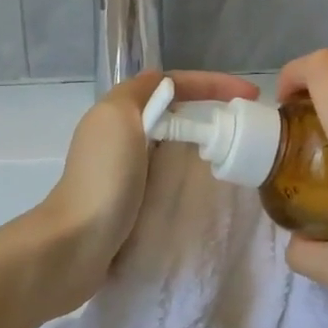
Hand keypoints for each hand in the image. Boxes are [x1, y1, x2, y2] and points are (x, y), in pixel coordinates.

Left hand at [37, 69, 260, 305]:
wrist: (77, 243)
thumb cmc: (104, 178)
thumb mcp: (118, 118)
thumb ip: (140, 93)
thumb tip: (164, 87)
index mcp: (117, 112)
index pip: (172, 84)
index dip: (211, 84)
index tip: (250, 95)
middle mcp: (119, 138)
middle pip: (173, 115)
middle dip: (209, 114)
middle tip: (246, 128)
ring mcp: (125, 172)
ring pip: (172, 147)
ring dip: (201, 146)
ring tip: (235, 155)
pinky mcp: (131, 203)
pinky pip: (168, 179)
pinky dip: (189, 176)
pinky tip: (208, 187)